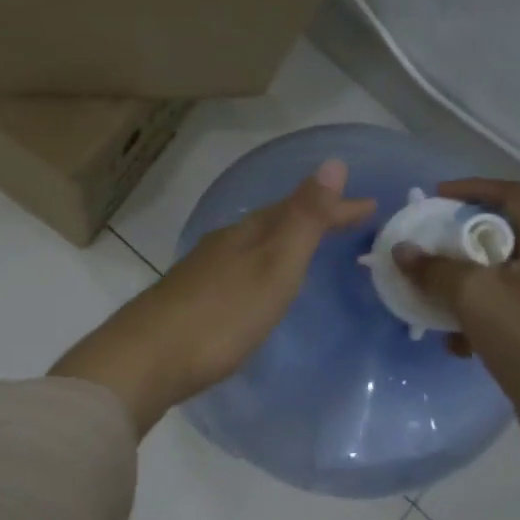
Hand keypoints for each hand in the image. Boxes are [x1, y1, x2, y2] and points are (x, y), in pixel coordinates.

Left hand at [51, 160, 375, 433]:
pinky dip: (260, 267)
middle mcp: (223, 244)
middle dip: (312, 219)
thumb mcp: (273, 266)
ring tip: (306, 248)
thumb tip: (332, 162)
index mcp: (247, 234)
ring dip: (284, 241)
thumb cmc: (222, 315)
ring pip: (253, 245)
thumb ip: (303, 219)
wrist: (148, 358)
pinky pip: (237, 269)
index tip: (371, 206)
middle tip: (348, 223)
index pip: (299, 208)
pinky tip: (255, 286)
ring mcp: (202, 271)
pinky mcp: (189, 300)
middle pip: (274, 222)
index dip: (335, 207)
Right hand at [395, 179, 519, 519]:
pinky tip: (455, 343)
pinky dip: (472, 317)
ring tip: (431, 295)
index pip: (511, 195)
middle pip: (498, 234)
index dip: (473, 187)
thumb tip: (402, 251)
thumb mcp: (472, 294)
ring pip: (494, 274)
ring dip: (459, 282)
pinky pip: (497, 308)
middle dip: (457, 241)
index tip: (437, 197)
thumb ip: (434, 269)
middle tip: (426, 245)